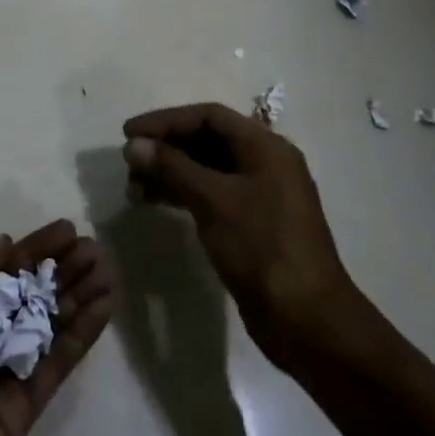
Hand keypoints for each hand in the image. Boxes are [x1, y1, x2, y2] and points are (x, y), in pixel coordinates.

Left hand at [0, 220, 115, 435]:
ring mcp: (6, 371)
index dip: (34, 249)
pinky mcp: (27, 405)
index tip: (67, 231)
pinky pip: (59, 360)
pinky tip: (104, 306)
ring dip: (78, 295)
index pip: (1, 269)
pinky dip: (82, 333)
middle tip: (95, 250)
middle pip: (29, 294)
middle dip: (61, 269)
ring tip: (107, 271)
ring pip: (49, 323)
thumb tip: (4, 244)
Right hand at [123, 103, 363, 367]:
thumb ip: (172, 167)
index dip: (166, 120)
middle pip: (207, 140)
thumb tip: (135, 144)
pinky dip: (183, 195)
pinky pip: (212, 195)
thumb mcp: (214, 200)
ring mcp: (260, 195)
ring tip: (134, 189)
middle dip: (166, 148)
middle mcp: (265, 164)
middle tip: (129, 164)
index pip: (209, 116)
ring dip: (170, 173)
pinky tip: (155, 204)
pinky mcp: (252, 224)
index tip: (129, 133)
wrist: (305, 319)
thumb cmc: (261, 247)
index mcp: (266, 147)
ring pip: (207, 170)